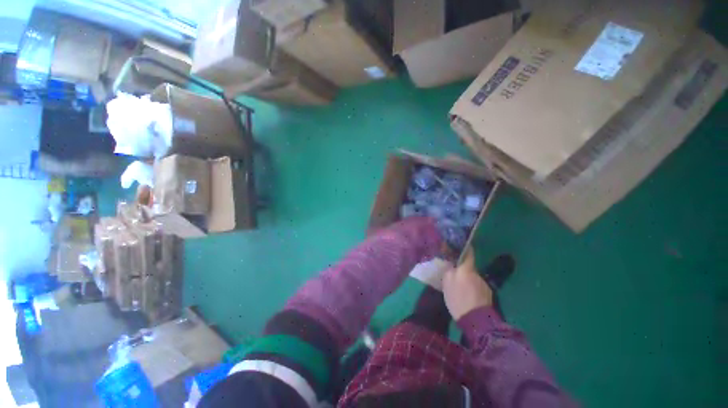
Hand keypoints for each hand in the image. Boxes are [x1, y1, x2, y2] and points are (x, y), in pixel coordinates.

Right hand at [443, 247, 492, 319]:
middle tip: (454, 272)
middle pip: (468, 267)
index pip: (468, 253)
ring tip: (460, 287)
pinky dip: (472, 288)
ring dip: (467, 279)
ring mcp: (483, 284)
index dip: (466, 248)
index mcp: (466, 269)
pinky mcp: (487, 294)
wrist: (475, 320)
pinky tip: (467, 296)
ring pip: (472, 277)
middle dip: (462, 268)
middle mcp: (476, 274)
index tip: (462, 244)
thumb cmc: (458, 298)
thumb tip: (451, 265)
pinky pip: (477, 287)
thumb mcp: (447, 283)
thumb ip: (449, 271)